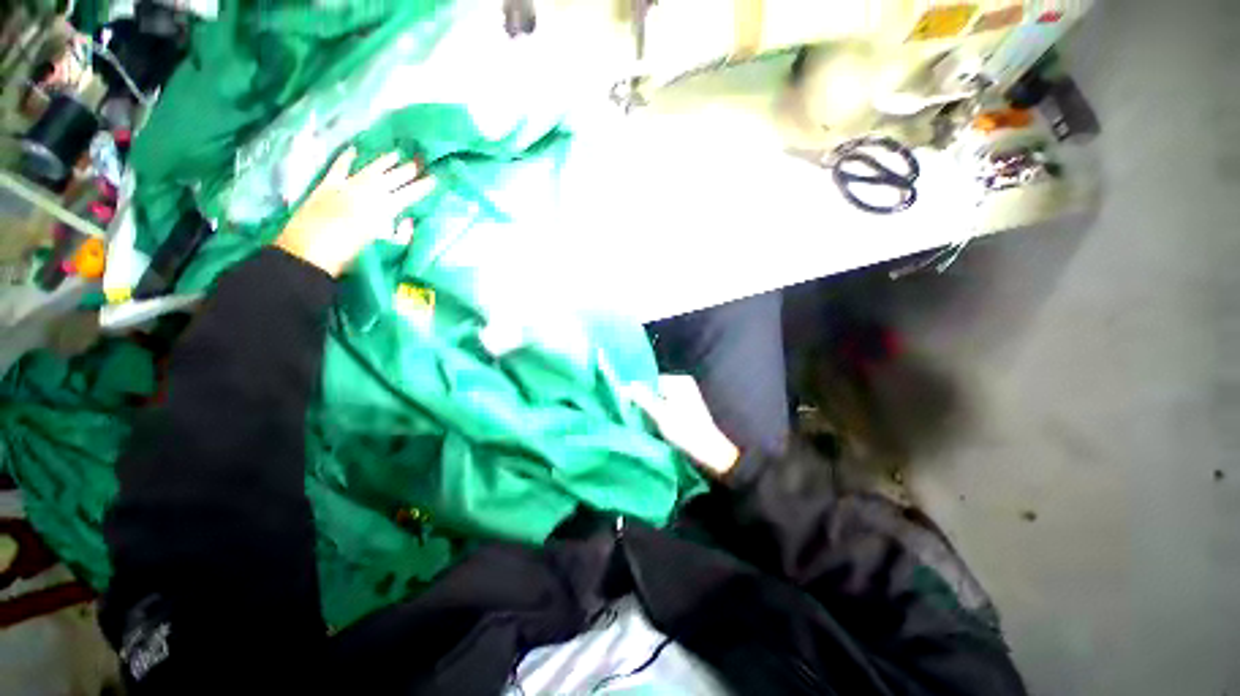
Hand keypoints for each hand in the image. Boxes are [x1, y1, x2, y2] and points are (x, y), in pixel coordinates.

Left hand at [274, 148, 434, 276]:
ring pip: (371, 169)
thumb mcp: (384, 246)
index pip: (410, 194)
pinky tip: (353, 151)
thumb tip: (408, 220)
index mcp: (385, 208)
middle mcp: (369, 192)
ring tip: (396, 154)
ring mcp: (347, 185)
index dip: (423, 186)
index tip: (434, 178)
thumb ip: (401, 233)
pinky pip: (339, 167)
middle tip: (420, 160)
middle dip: (408, 169)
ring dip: (384, 162)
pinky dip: (346, 158)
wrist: (309, 252)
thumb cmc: (352, 254)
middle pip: (393, 177)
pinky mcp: (327, 185)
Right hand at [625, 375, 739, 477]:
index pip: (650, 381)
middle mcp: (683, 383)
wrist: (709, 450)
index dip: (639, 393)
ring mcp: (686, 394)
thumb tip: (625, 386)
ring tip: (648, 420)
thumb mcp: (660, 414)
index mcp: (678, 381)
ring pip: (660, 397)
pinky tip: (658, 423)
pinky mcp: (687, 405)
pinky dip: (661, 412)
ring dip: (653, 408)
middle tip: (638, 415)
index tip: (630, 407)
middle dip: (646, 400)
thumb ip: (642, 398)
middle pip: (655, 389)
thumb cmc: (684, 431)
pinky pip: (667, 403)